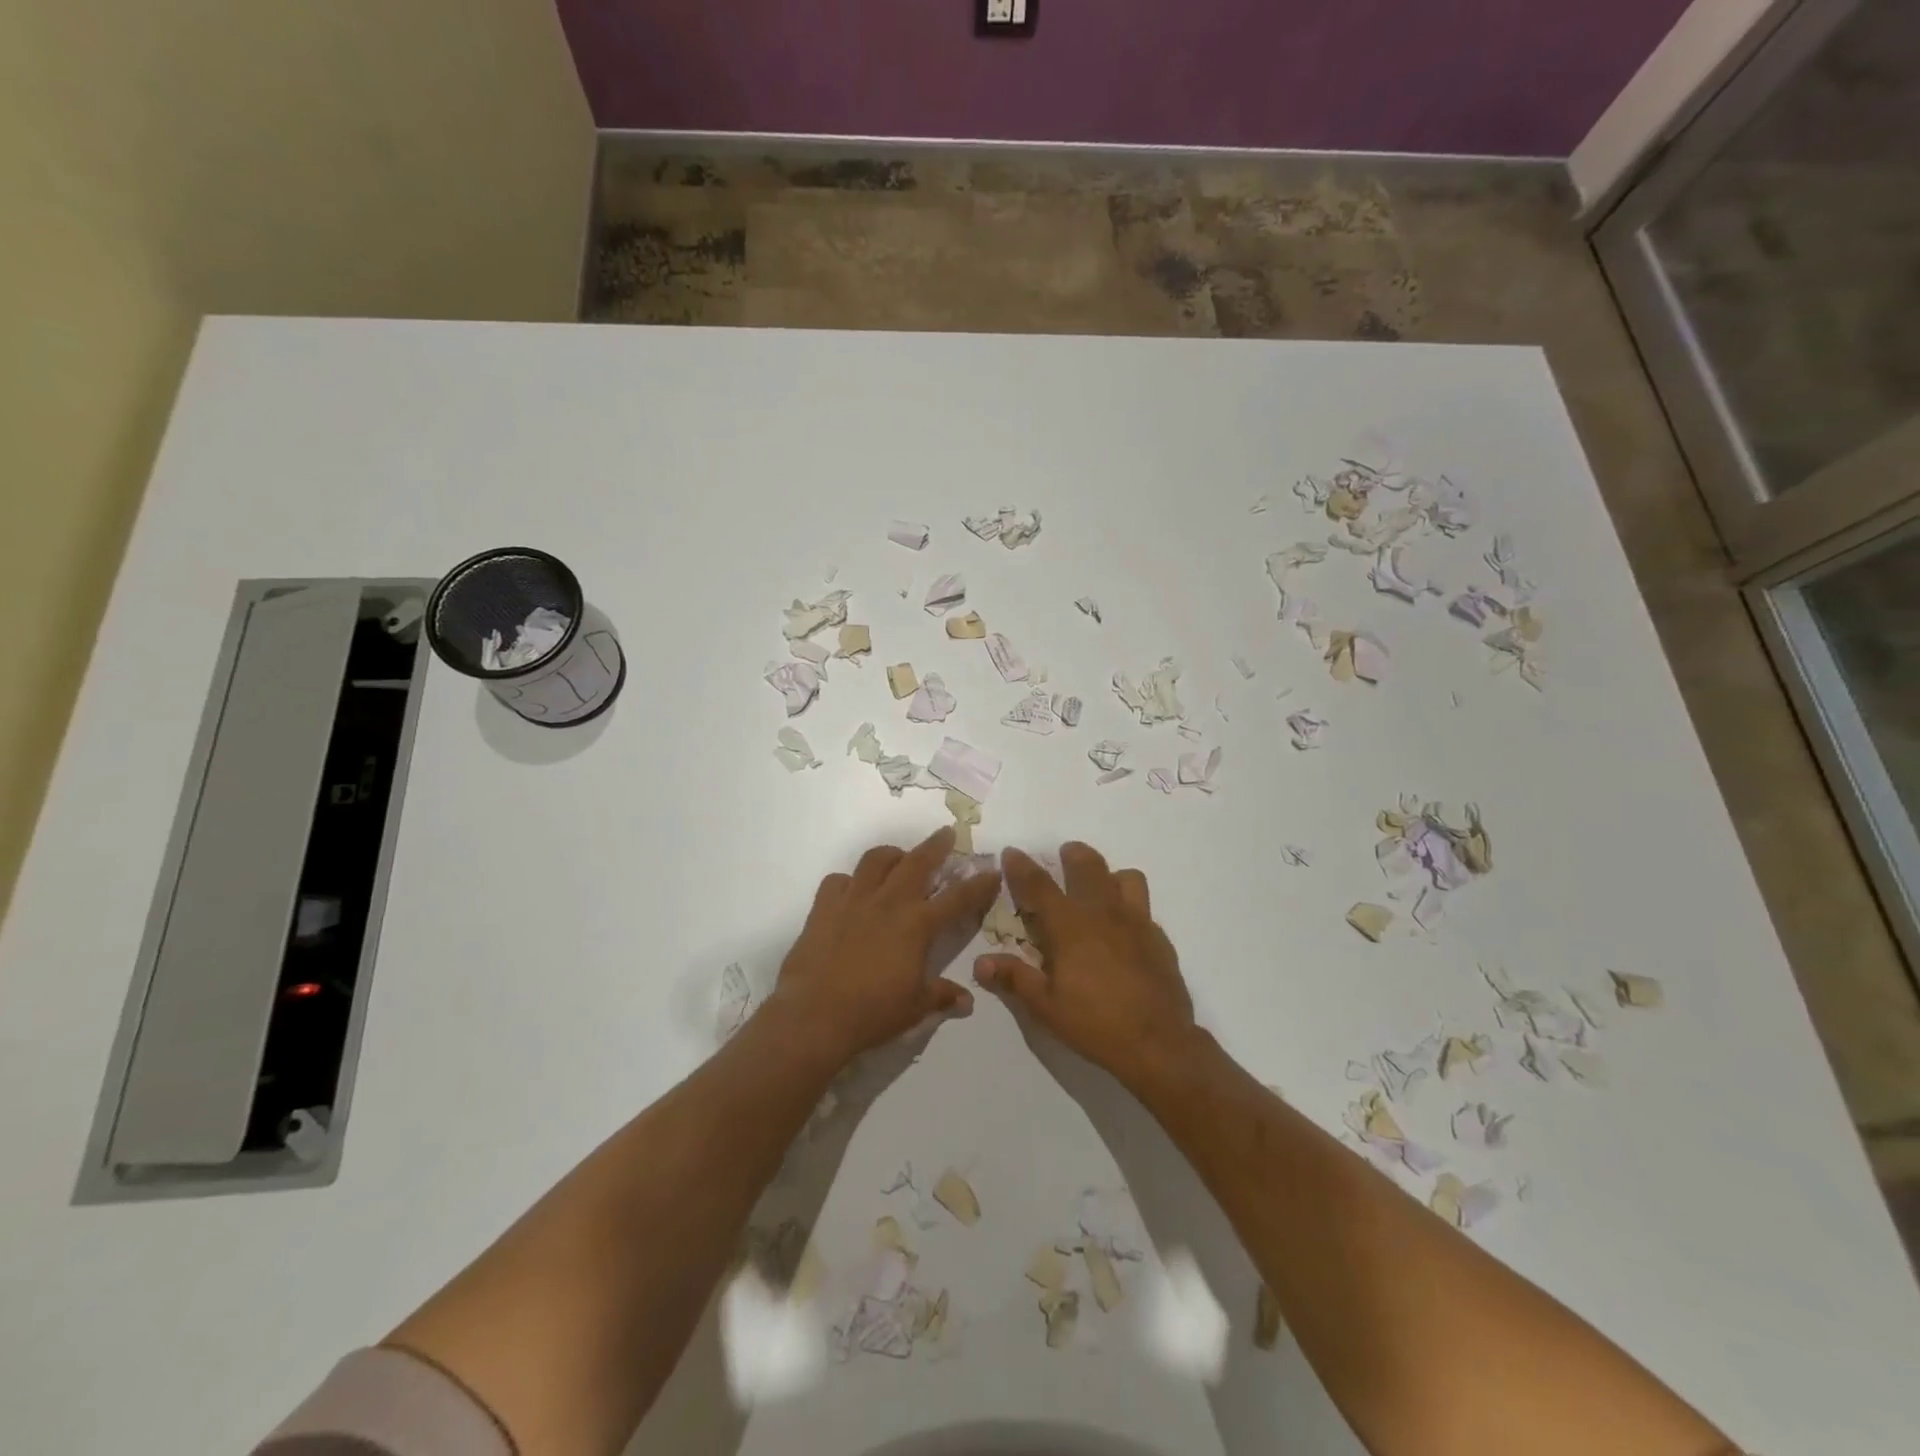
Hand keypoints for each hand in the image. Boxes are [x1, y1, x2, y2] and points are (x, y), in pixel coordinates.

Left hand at [770, 826, 1002, 1067]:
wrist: (813, 1016)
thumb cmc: (872, 1013)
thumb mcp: (916, 1009)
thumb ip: (943, 996)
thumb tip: (967, 1000)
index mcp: (917, 925)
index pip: (958, 898)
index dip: (979, 884)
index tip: (992, 871)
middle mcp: (889, 902)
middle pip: (917, 862)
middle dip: (936, 845)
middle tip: (946, 834)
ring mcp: (853, 900)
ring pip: (876, 860)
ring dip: (893, 854)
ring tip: (899, 858)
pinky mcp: (823, 907)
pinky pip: (838, 880)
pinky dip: (850, 881)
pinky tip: (853, 891)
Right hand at [973, 842, 1196, 1087]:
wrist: (1158, 1043)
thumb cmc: (1095, 1024)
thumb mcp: (1045, 1006)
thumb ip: (1014, 978)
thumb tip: (981, 962)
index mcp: (1070, 926)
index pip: (1040, 885)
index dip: (1022, 867)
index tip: (1012, 852)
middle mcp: (1104, 913)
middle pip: (1088, 866)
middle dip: (1073, 855)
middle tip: (1065, 854)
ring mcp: (1137, 922)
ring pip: (1126, 878)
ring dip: (1109, 875)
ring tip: (1100, 888)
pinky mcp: (1159, 938)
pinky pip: (1144, 908)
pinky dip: (1130, 907)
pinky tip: (1124, 930)